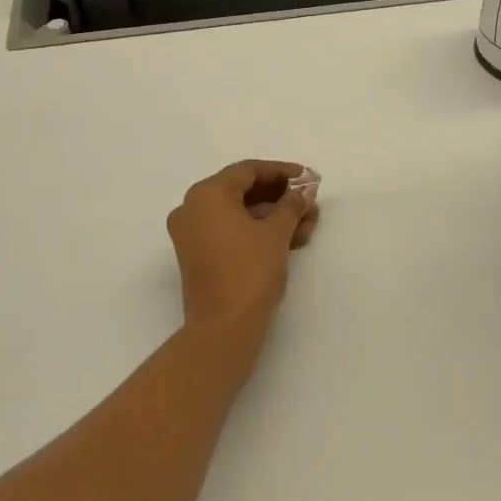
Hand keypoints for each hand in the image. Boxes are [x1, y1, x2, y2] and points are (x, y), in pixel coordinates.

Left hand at [166, 160, 319, 335]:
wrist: (223, 329)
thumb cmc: (250, 271)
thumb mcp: (277, 233)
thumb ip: (292, 205)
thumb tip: (304, 191)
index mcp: (207, 194)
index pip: (248, 171)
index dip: (281, 172)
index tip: (306, 177)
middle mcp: (192, 207)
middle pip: (242, 191)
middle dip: (280, 197)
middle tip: (309, 202)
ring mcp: (191, 233)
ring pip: (238, 213)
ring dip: (273, 216)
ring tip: (307, 225)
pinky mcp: (197, 255)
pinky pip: (229, 231)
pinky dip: (257, 231)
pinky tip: (290, 239)